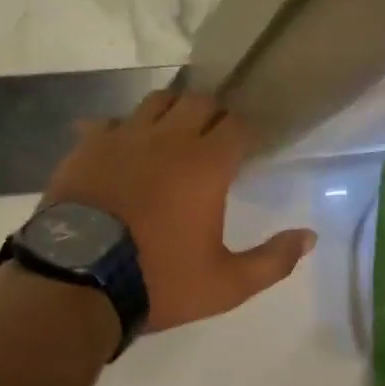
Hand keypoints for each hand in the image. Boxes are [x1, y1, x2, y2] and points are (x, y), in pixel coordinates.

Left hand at [43, 90, 316, 332]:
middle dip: (212, 115)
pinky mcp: (87, 146)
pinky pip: (110, 121)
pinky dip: (123, 129)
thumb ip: (273, 260)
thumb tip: (310, 237)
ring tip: (171, 136)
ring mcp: (123, 137)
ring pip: (156, 100)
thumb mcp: (225, 285)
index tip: (246, 149)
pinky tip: (123, 150)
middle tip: (212, 141)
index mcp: (206, 164)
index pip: (237, 124)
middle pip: (199, 101)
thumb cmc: (158, 281)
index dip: (245, 133)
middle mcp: (168, 139)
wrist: (74, 284)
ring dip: (171, 112)